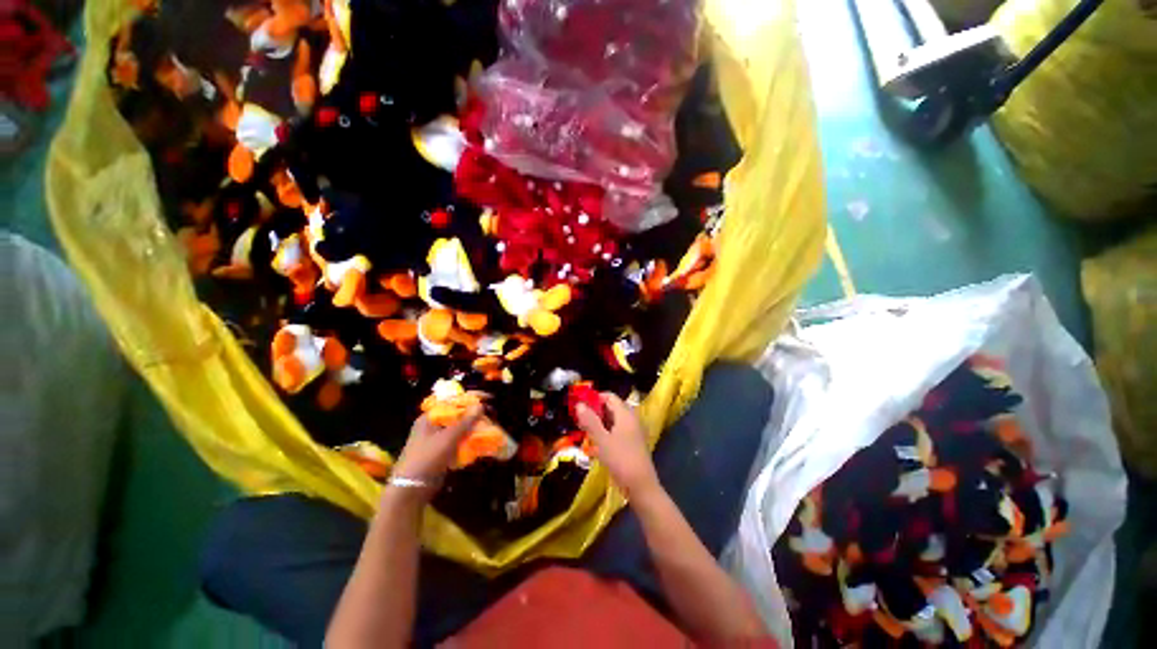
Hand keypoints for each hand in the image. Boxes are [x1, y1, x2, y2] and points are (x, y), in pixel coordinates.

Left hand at [391, 406, 482, 497]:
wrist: (411, 490)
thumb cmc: (427, 458)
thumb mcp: (448, 438)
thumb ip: (465, 421)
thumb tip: (480, 405)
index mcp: (430, 417)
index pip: (453, 401)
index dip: (470, 398)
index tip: (487, 398)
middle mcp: (433, 425)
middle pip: (457, 414)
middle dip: (474, 414)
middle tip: (491, 413)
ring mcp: (437, 439)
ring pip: (459, 428)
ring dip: (474, 427)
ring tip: (490, 426)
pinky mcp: (441, 451)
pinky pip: (458, 440)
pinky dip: (469, 439)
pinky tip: (481, 440)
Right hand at [575, 393, 659, 499]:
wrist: (641, 486)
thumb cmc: (621, 460)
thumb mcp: (602, 440)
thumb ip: (590, 421)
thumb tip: (579, 404)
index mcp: (626, 414)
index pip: (610, 397)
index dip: (595, 398)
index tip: (580, 405)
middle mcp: (631, 419)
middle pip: (612, 408)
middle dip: (595, 411)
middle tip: (580, 419)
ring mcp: (633, 431)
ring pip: (614, 420)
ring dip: (599, 423)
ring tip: (584, 431)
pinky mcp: (632, 443)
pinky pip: (617, 431)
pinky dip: (606, 433)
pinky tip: (595, 444)